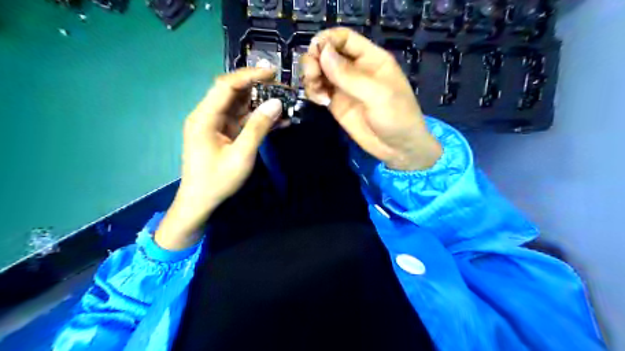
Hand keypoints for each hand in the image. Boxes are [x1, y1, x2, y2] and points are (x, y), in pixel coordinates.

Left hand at [156, 67, 283, 249]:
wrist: (200, 202)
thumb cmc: (217, 181)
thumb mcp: (241, 155)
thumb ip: (258, 128)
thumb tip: (277, 104)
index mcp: (204, 117)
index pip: (226, 86)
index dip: (249, 76)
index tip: (272, 73)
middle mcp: (207, 115)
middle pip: (233, 93)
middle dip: (258, 88)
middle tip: (282, 89)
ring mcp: (215, 124)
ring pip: (239, 106)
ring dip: (260, 104)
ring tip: (284, 103)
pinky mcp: (222, 134)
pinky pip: (241, 120)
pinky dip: (257, 119)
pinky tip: (277, 121)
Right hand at [302, 27, 438, 169]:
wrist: (398, 148)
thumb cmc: (397, 117)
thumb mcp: (377, 95)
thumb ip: (350, 76)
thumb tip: (322, 53)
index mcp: (370, 58)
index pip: (344, 38)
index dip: (327, 41)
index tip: (316, 54)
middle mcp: (355, 69)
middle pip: (326, 52)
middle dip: (314, 60)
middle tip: (312, 77)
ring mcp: (344, 87)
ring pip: (319, 71)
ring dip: (311, 77)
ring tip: (317, 94)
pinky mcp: (336, 103)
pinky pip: (318, 89)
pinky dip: (313, 91)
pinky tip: (320, 101)